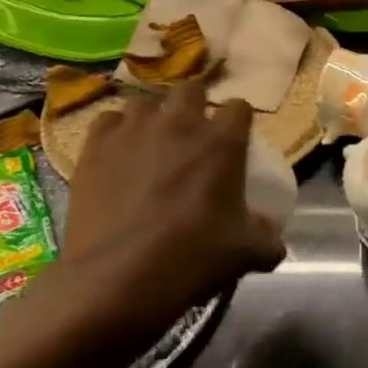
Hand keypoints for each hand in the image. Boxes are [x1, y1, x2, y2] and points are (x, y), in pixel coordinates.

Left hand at [60, 79, 285, 340]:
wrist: (116, 279)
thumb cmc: (191, 258)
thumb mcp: (247, 253)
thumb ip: (268, 238)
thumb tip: (272, 236)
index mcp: (223, 141)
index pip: (239, 106)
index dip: (239, 119)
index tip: (237, 137)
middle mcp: (179, 124)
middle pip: (190, 89)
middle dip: (195, 103)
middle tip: (194, 132)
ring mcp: (133, 132)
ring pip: (145, 102)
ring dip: (154, 116)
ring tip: (153, 140)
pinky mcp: (94, 148)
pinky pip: (107, 121)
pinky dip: (116, 131)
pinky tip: (118, 152)